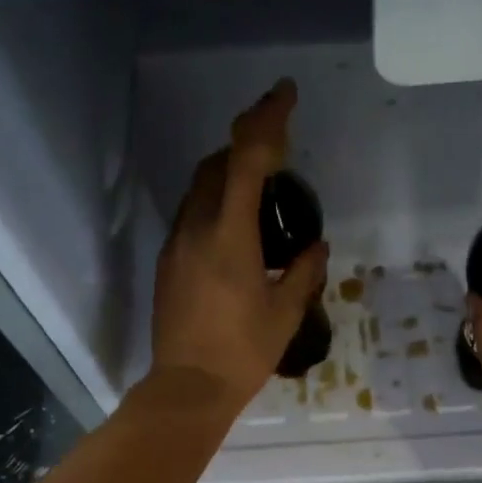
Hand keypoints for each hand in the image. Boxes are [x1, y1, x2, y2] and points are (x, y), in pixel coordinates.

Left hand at [148, 79, 328, 413]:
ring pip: (198, 190)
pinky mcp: (166, 264)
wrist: (188, 388)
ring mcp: (175, 245)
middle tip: (276, 154)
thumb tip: (315, 247)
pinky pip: (191, 217)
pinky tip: (234, 234)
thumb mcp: (285, 313)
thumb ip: (303, 272)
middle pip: (215, 164)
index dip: (267, 119)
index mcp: (230, 235)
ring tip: (258, 195)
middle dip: (245, 146)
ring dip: (226, 177)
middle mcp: (196, 228)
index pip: (246, 159)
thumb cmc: (243, 352)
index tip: (285, 94)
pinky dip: (214, 207)